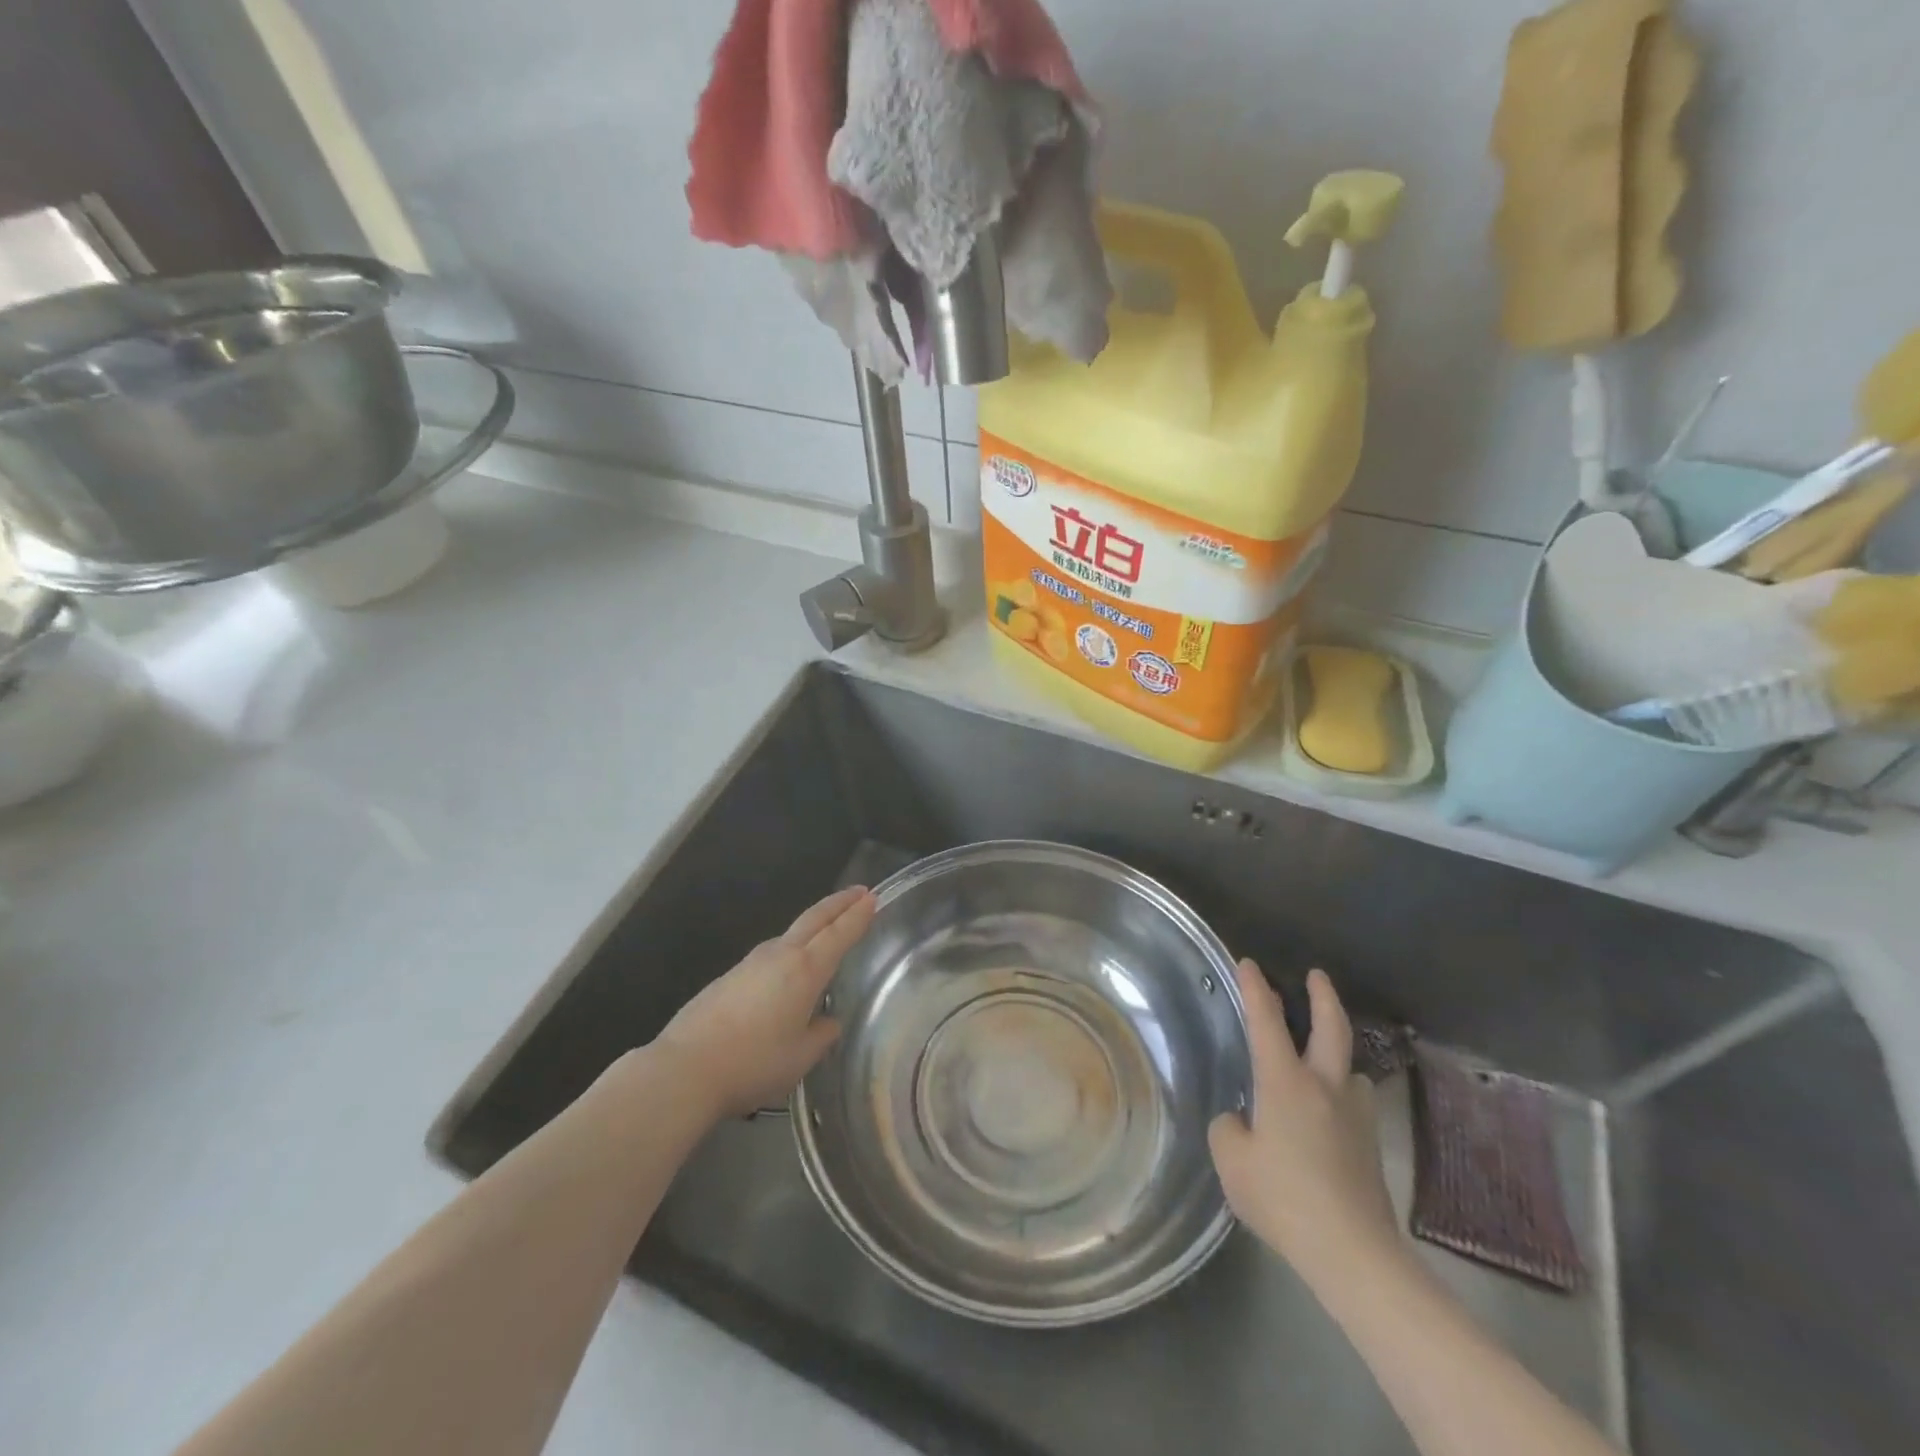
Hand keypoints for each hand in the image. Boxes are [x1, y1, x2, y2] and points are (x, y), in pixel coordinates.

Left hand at [654, 886, 876, 1119]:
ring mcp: (751, 962)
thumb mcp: (801, 1057)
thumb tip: (828, 1021)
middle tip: (859, 892)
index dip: (858, 915)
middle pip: (814, 918)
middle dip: (839, 903)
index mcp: (805, 970)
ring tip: (828, 928)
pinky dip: (791, 947)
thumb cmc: (753, 1062)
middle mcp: (780, 955)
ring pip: (791, 934)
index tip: (872, 897)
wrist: (686, 1068)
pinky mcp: (730, 976)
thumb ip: (822, 1034)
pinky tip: (789, 968)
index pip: (839, 933)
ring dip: (814, 924)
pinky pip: (771, 953)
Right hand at [1209, 963, 1403, 1286]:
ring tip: (1322, 1059)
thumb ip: (1229, 1130)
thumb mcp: (1232, 1161)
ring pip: (1350, 1067)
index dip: (1255, 989)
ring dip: (1337, 1053)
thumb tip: (1242, 1122)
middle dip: (1322, 995)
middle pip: (1331, 1027)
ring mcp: (1354, 1115)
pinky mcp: (1371, 1145)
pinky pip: (1355, 1103)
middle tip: (1316, 975)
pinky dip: (1343, 1094)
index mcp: (1284, 1082)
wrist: (1352, 1252)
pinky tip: (1332, 1114)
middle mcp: (1324, 1086)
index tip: (1248, 963)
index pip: (1266, 1021)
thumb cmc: (1283, 1197)